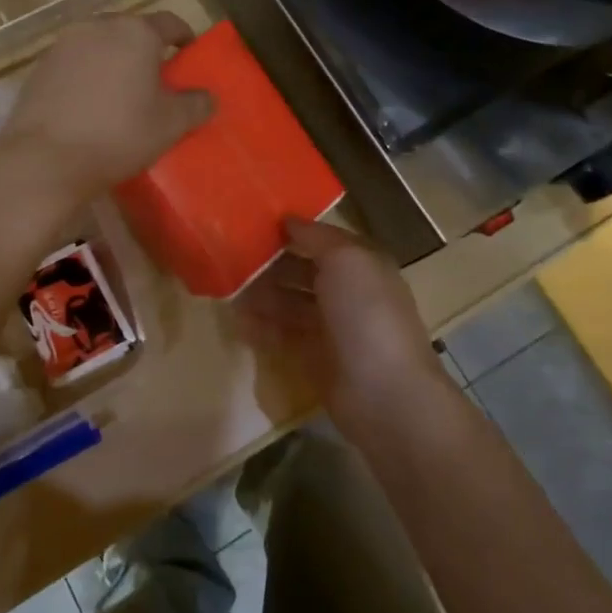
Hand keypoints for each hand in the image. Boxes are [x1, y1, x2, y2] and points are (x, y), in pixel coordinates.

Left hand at [0, 11, 212, 210]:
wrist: (45, 160)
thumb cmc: (119, 136)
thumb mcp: (170, 125)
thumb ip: (195, 105)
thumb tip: (208, 97)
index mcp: (136, 33)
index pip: (170, 23)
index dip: (184, 37)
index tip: (189, 54)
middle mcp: (98, 26)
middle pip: (131, 31)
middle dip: (145, 50)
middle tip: (155, 78)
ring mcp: (63, 44)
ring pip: (99, 45)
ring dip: (113, 61)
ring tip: (121, 92)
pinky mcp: (39, 67)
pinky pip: (74, 63)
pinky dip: (87, 75)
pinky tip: (89, 105)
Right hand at [240, 217, 447, 436]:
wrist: (384, 393)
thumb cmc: (367, 314)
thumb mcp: (347, 260)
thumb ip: (316, 236)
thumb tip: (288, 219)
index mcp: (361, 264)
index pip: (322, 239)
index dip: (292, 230)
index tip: (252, 221)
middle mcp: (347, 291)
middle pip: (302, 269)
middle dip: (270, 262)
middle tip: (230, 255)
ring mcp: (331, 326)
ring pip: (289, 301)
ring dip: (261, 294)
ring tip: (227, 286)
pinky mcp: (315, 357)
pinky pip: (282, 334)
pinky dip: (261, 326)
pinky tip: (237, 320)